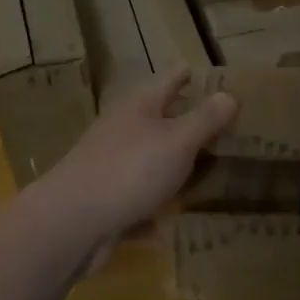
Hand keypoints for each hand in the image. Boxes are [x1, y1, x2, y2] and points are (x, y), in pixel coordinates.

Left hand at [22, 68, 237, 269]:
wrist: (70, 224)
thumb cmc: (130, 170)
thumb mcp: (178, 141)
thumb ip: (206, 119)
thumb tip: (230, 94)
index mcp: (140, 105)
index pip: (171, 78)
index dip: (193, 76)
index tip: (218, 78)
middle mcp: (123, 128)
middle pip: (161, 117)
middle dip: (189, 121)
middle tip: (227, 127)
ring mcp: (112, 164)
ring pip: (151, 158)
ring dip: (175, 164)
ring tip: (209, 172)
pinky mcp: (106, 200)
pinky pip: (139, 197)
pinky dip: (156, 204)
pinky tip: (175, 220)